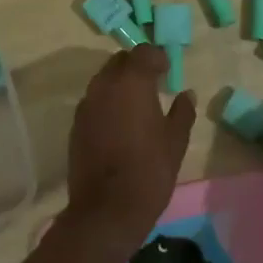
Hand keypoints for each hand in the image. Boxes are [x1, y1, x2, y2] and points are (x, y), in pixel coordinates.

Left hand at [65, 46, 195, 253]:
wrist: (106, 210)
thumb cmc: (149, 171)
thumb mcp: (175, 142)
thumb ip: (182, 112)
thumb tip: (186, 94)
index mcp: (132, 82)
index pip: (143, 52)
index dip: (157, 58)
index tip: (168, 71)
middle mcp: (105, 85)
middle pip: (120, 61)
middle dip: (136, 66)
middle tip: (153, 84)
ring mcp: (86, 105)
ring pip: (104, 80)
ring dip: (120, 83)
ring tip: (136, 104)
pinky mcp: (76, 125)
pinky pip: (94, 101)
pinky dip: (107, 103)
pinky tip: (119, 124)